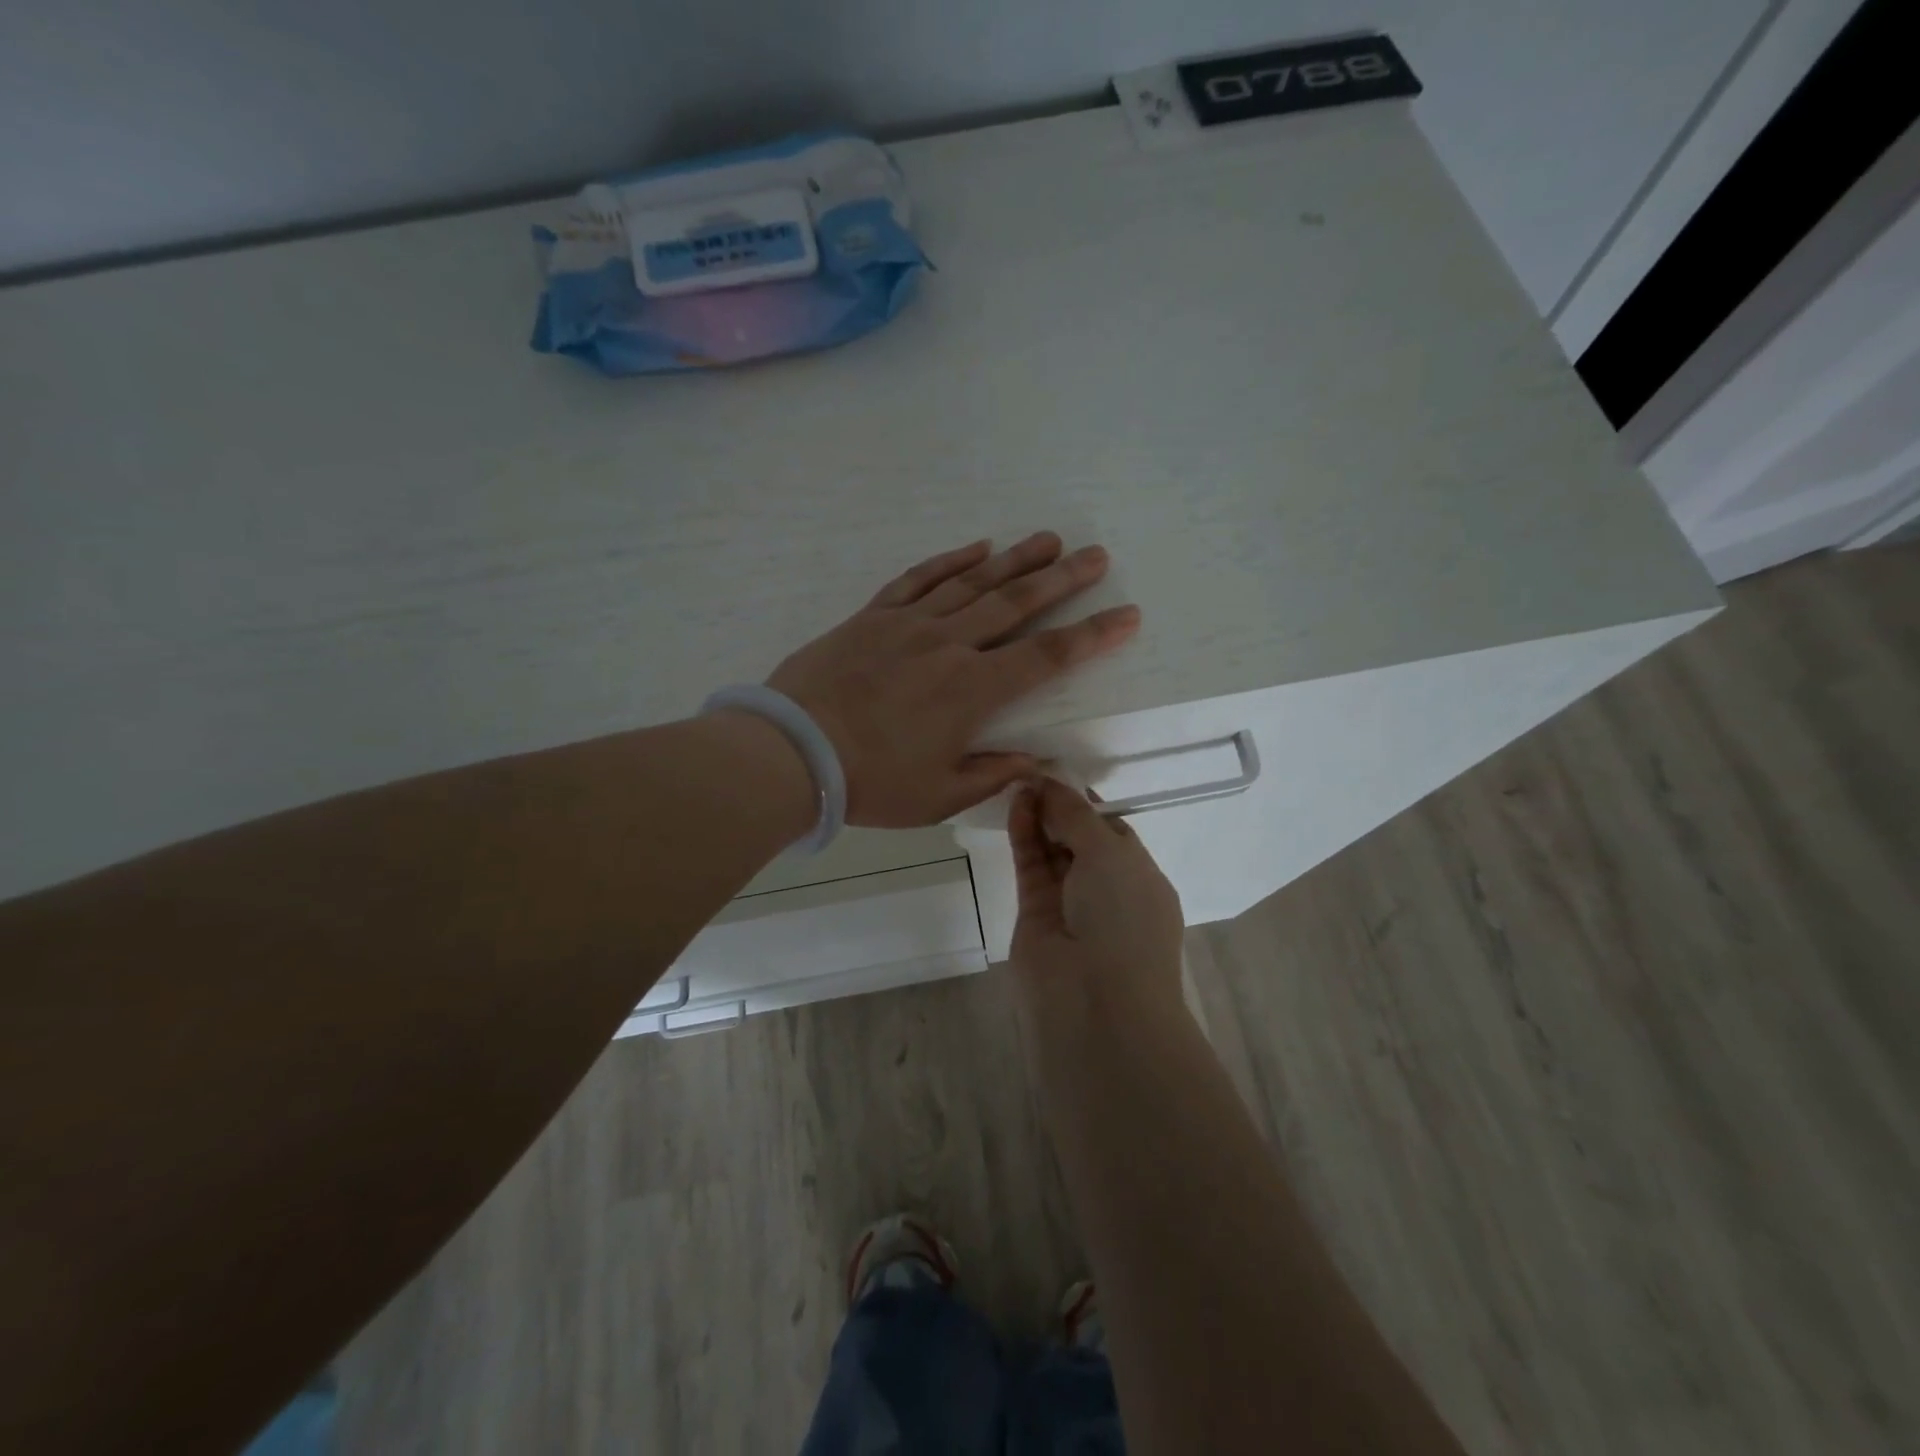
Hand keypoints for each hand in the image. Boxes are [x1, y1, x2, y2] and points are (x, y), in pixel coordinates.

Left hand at [767, 534, 1139, 826]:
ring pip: (973, 583)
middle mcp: (950, 645)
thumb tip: (1036, 764)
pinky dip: (950, 561)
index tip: (1127, 614)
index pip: (1047, 656)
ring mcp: (909, 624)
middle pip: (1017, 604)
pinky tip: (976, 548)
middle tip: (1096, 555)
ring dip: (1015, 560)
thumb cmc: (871, 782)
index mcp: (972, 690)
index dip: (1091, 635)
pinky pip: (918, 579)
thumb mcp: (940, 795)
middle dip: (1063, 579)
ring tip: (1048, 540)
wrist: (792, 752)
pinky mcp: (873, 616)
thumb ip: (992, 774)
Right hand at [1008, 777, 1183, 1017]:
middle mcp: (1107, 890)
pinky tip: (1016, 805)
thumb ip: (1077, 815)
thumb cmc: (1123, 919)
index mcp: (1141, 878)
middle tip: (1034, 773)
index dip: (1087, 803)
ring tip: (1020, 782)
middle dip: (1060, 807)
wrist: (1095, 1002)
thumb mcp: (1110, 855)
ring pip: (1052, 851)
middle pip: (1079, 839)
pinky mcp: (1036, 915)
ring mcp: (1070, 904)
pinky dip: (1024, 836)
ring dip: (1039, 817)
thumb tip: (1052, 783)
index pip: (1113, 831)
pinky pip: (1031, 866)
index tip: (1061, 774)